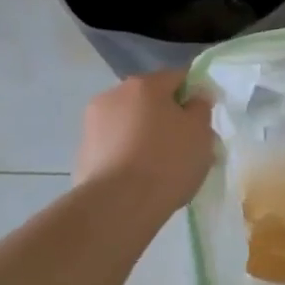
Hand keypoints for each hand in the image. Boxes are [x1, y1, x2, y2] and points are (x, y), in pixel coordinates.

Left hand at [74, 70, 214, 216]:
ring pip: (130, 123)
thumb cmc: (167, 161)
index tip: (201, 123)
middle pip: (150, 100)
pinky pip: (115, 146)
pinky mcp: (83, 152)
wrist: (118, 206)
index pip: (178, 77)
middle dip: (166, 118)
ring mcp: (93, 123)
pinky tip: (138, 179)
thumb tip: (194, 98)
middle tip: (183, 147)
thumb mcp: (200, 132)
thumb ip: (200, 108)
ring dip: (144, 136)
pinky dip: (127, 155)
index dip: (193, 97)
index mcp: (145, 84)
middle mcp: (114, 94)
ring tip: (159, 168)